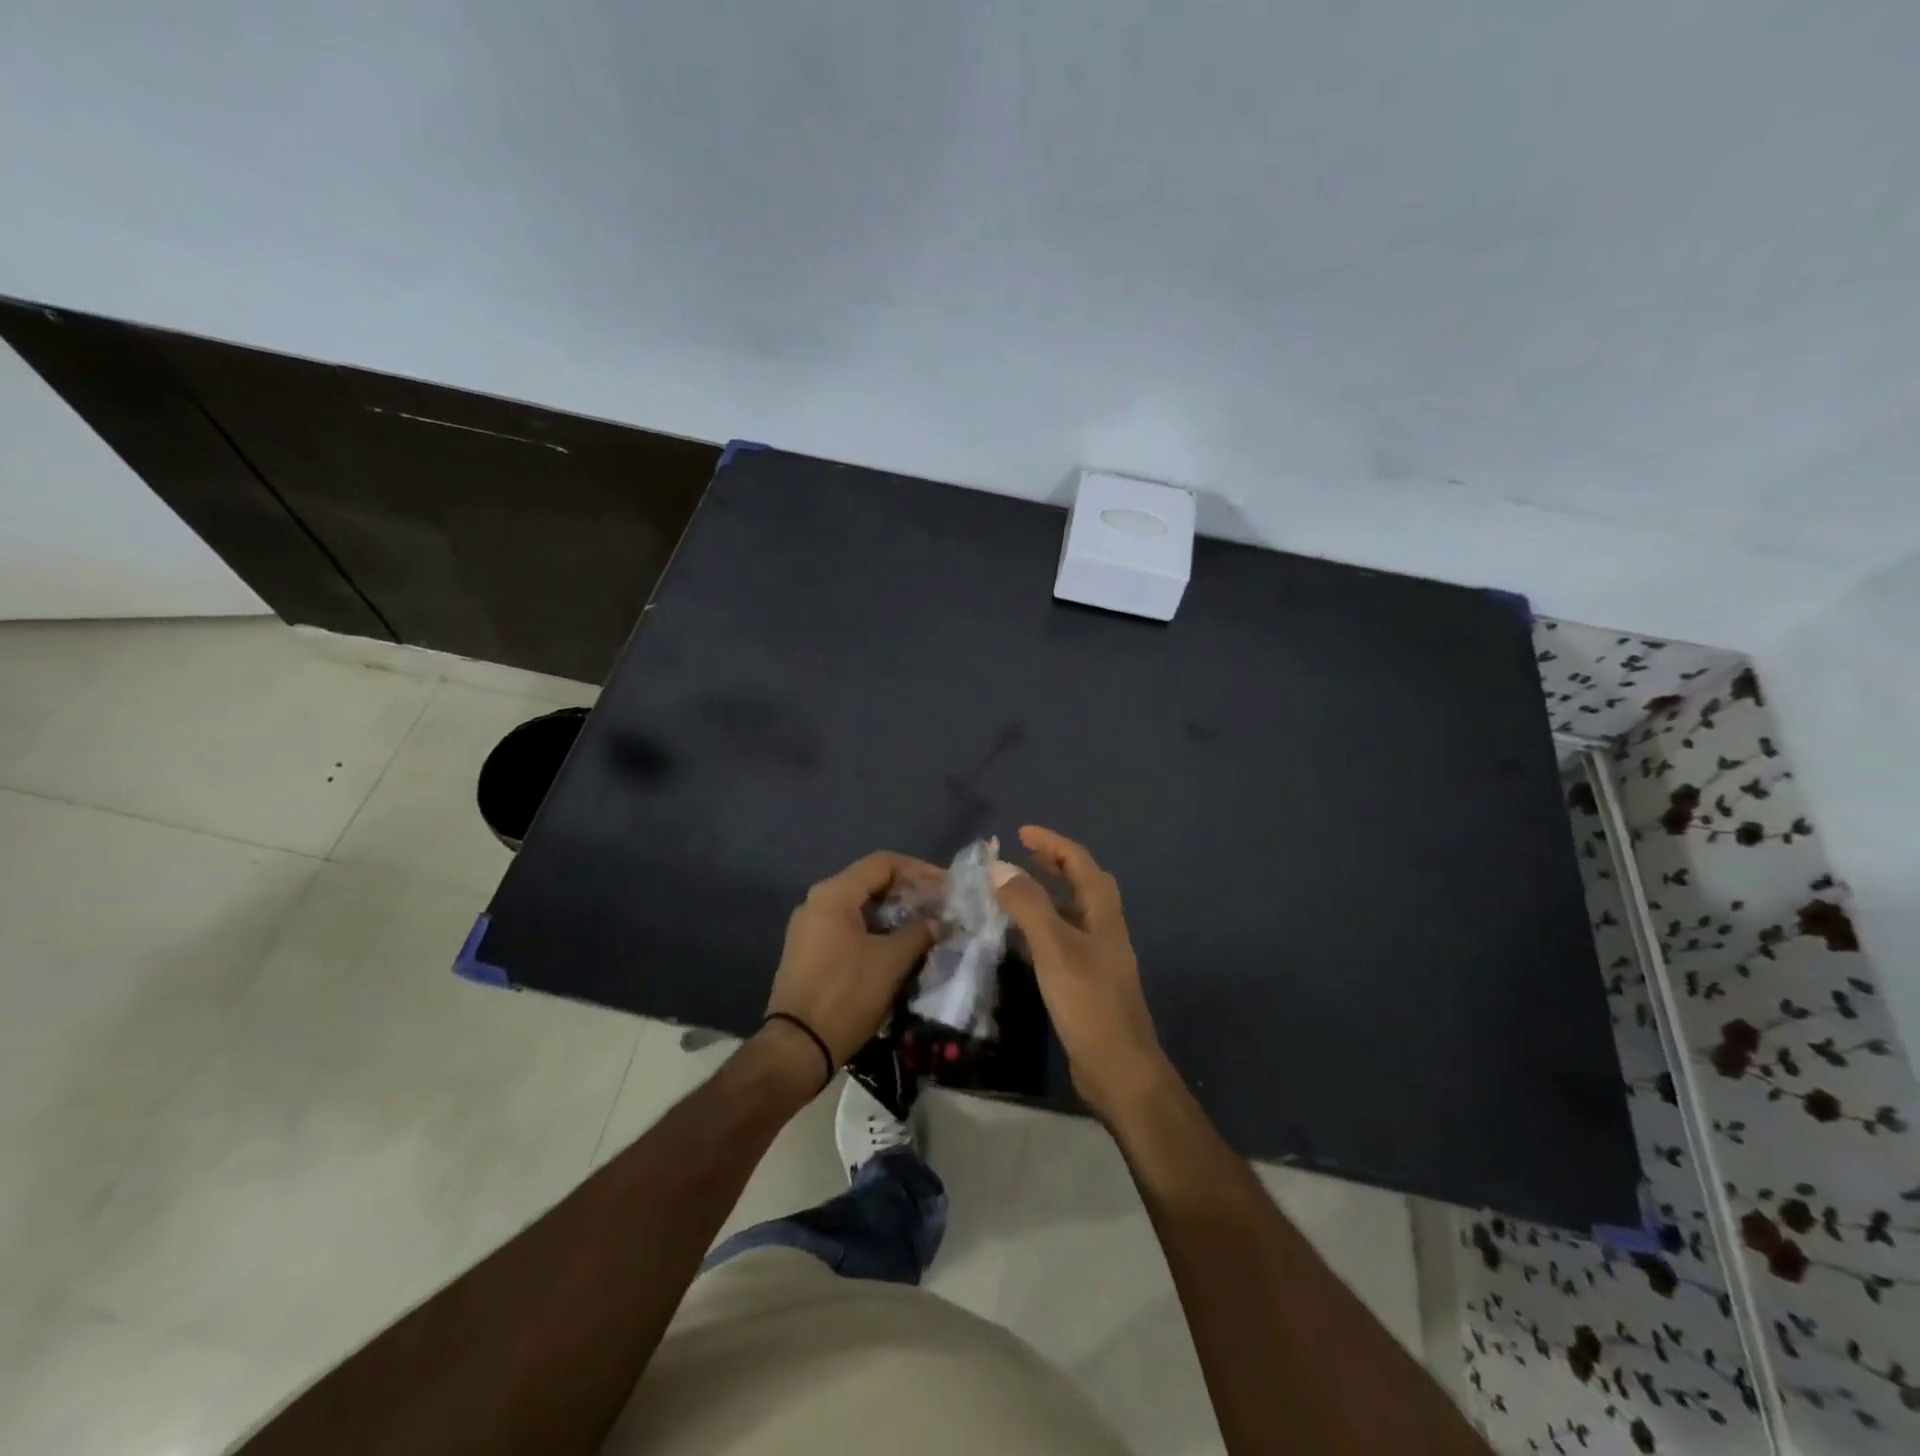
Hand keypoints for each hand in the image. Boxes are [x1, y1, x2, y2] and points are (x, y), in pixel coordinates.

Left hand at [764, 851, 941, 1067]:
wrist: (797, 1048)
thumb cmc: (846, 995)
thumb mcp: (891, 961)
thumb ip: (919, 932)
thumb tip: (939, 920)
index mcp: (834, 894)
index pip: (883, 863)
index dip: (919, 870)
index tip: (946, 886)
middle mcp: (816, 901)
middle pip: (869, 882)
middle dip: (907, 891)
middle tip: (939, 906)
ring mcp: (808, 927)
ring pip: (859, 906)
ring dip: (893, 912)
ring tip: (924, 925)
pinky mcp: (807, 951)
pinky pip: (846, 926)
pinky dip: (874, 929)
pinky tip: (896, 945)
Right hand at [992, 826, 1173, 1120]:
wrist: (1118, 1069)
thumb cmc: (1089, 1002)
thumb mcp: (1054, 948)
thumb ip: (1027, 905)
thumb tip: (999, 867)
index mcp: (1102, 913)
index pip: (1079, 862)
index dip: (1052, 843)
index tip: (1020, 833)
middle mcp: (1103, 928)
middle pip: (1081, 883)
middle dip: (1052, 863)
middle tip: (1020, 855)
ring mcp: (1097, 956)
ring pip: (1070, 912)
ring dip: (1046, 894)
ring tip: (1013, 890)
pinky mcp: (1086, 981)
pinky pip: (1061, 939)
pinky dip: (1041, 927)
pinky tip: (1019, 939)